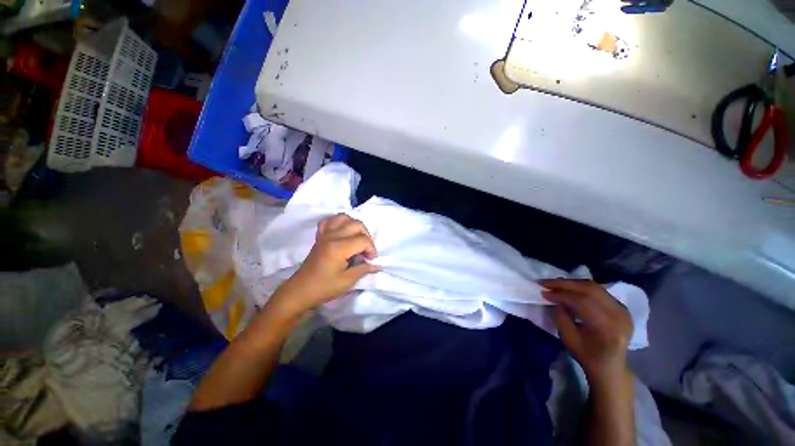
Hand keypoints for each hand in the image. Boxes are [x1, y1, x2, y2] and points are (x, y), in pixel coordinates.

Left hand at [271, 214, 378, 317]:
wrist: (301, 290)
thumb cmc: (324, 288)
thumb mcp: (347, 282)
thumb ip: (364, 269)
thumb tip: (377, 265)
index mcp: (338, 248)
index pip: (363, 240)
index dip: (371, 249)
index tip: (371, 259)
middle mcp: (332, 236)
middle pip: (356, 225)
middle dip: (367, 236)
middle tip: (366, 251)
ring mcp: (324, 234)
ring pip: (344, 218)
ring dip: (354, 226)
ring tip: (357, 239)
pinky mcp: (320, 236)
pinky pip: (330, 220)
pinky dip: (339, 222)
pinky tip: (343, 232)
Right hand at [541, 279, 633, 385]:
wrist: (611, 366)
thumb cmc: (587, 355)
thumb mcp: (568, 339)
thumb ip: (561, 317)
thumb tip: (553, 299)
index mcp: (607, 328)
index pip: (583, 302)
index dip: (561, 294)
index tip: (543, 291)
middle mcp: (619, 315)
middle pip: (590, 290)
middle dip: (565, 284)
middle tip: (545, 282)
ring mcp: (623, 310)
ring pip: (594, 287)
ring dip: (572, 283)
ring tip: (554, 283)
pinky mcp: (621, 307)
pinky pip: (599, 291)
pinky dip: (581, 287)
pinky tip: (569, 288)